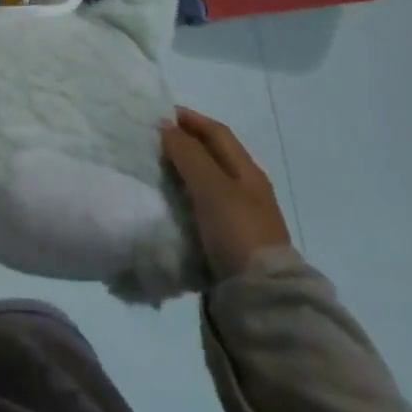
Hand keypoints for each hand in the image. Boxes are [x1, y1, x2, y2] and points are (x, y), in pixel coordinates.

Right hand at [161, 106, 291, 280]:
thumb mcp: (212, 187)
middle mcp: (246, 190)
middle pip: (212, 156)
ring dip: (181, 172)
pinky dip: (182, 198)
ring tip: (152, 169)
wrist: (261, 296)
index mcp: (248, 172)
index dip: (190, 119)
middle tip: (150, 141)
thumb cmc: (237, 231)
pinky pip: (201, 207)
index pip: (217, 133)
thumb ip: (189, 155)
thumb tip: (166, 126)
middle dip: (183, 144)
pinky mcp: (227, 241)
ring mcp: (238, 217)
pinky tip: (165, 202)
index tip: (159, 114)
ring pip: (205, 183)